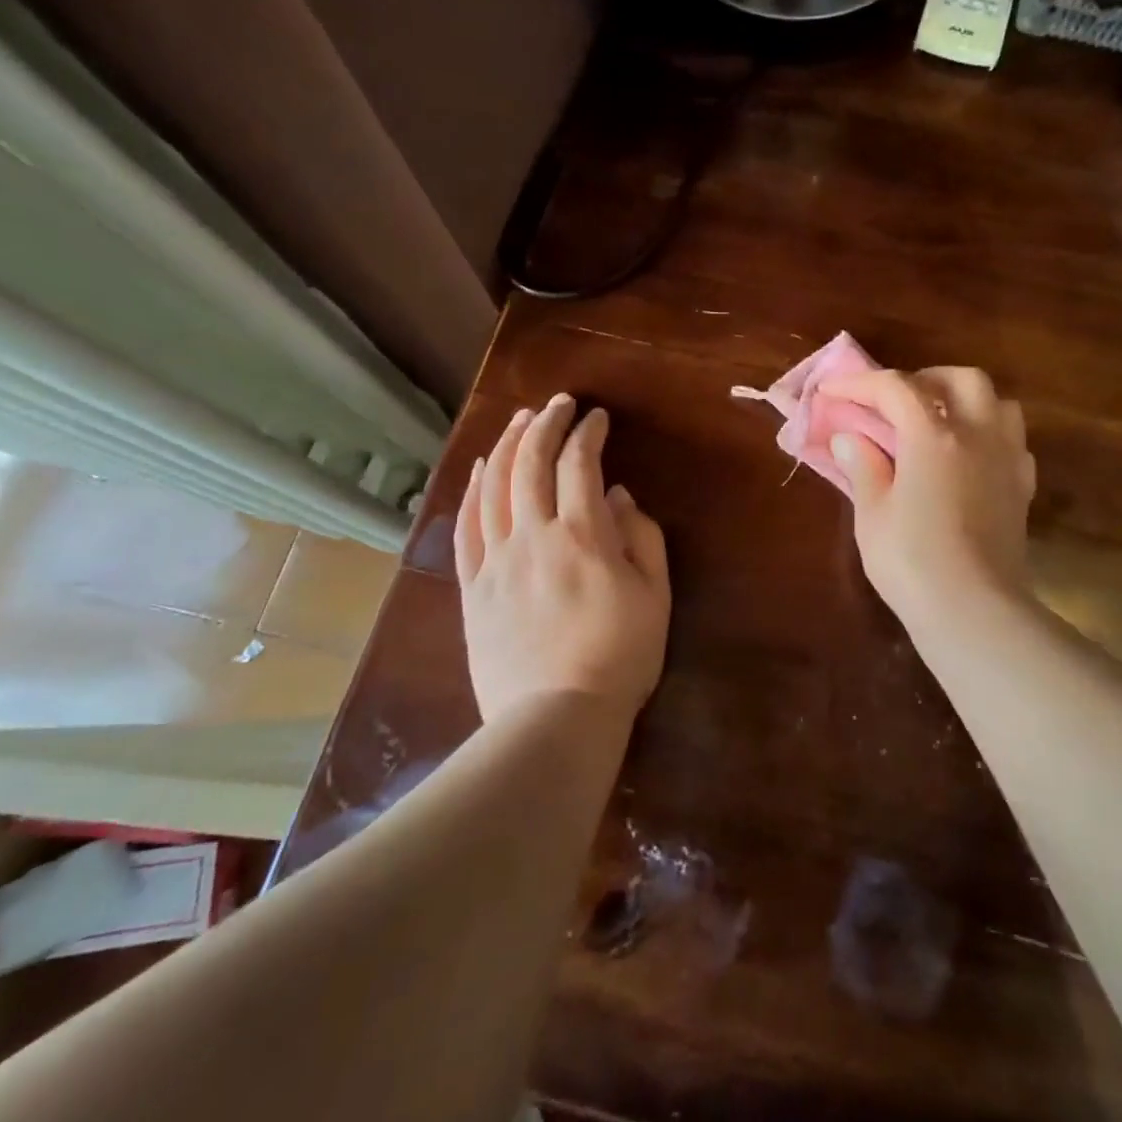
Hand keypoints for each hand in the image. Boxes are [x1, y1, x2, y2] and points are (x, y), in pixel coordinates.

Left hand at [455, 395, 670, 723]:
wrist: (556, 718)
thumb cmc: (619, 657)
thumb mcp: (654, 595)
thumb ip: (642, 538)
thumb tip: (618, 497)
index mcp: (582, 535)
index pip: (581, 464)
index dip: (588, 433)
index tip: (597, 418)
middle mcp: (533, 535)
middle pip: (531, 463)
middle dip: (545, 424)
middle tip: (558, 403)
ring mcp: (496, 560)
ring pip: (495, 487)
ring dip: (508, 446)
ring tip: (519, 420)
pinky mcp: (473, 587)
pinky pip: (467, 527)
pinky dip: (473, 491)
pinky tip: (480, 470)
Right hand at [819, 366, 1035, 622]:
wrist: (975, 612)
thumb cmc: (912, 562)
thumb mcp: (872, 514)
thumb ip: (863, 466)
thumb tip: (849, 438)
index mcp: (934, 435)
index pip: (895, 388)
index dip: (859, 383)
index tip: (832, 389)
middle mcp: (978, 434)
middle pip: (960, 378)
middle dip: (924, 379)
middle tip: (894, 402)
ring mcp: (1007, 458)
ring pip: (997, 401)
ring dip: (964, 399)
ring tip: (936, 422)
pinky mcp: (1022, 487)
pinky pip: (1010, 440)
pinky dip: (986, 433)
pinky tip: (967, 457)